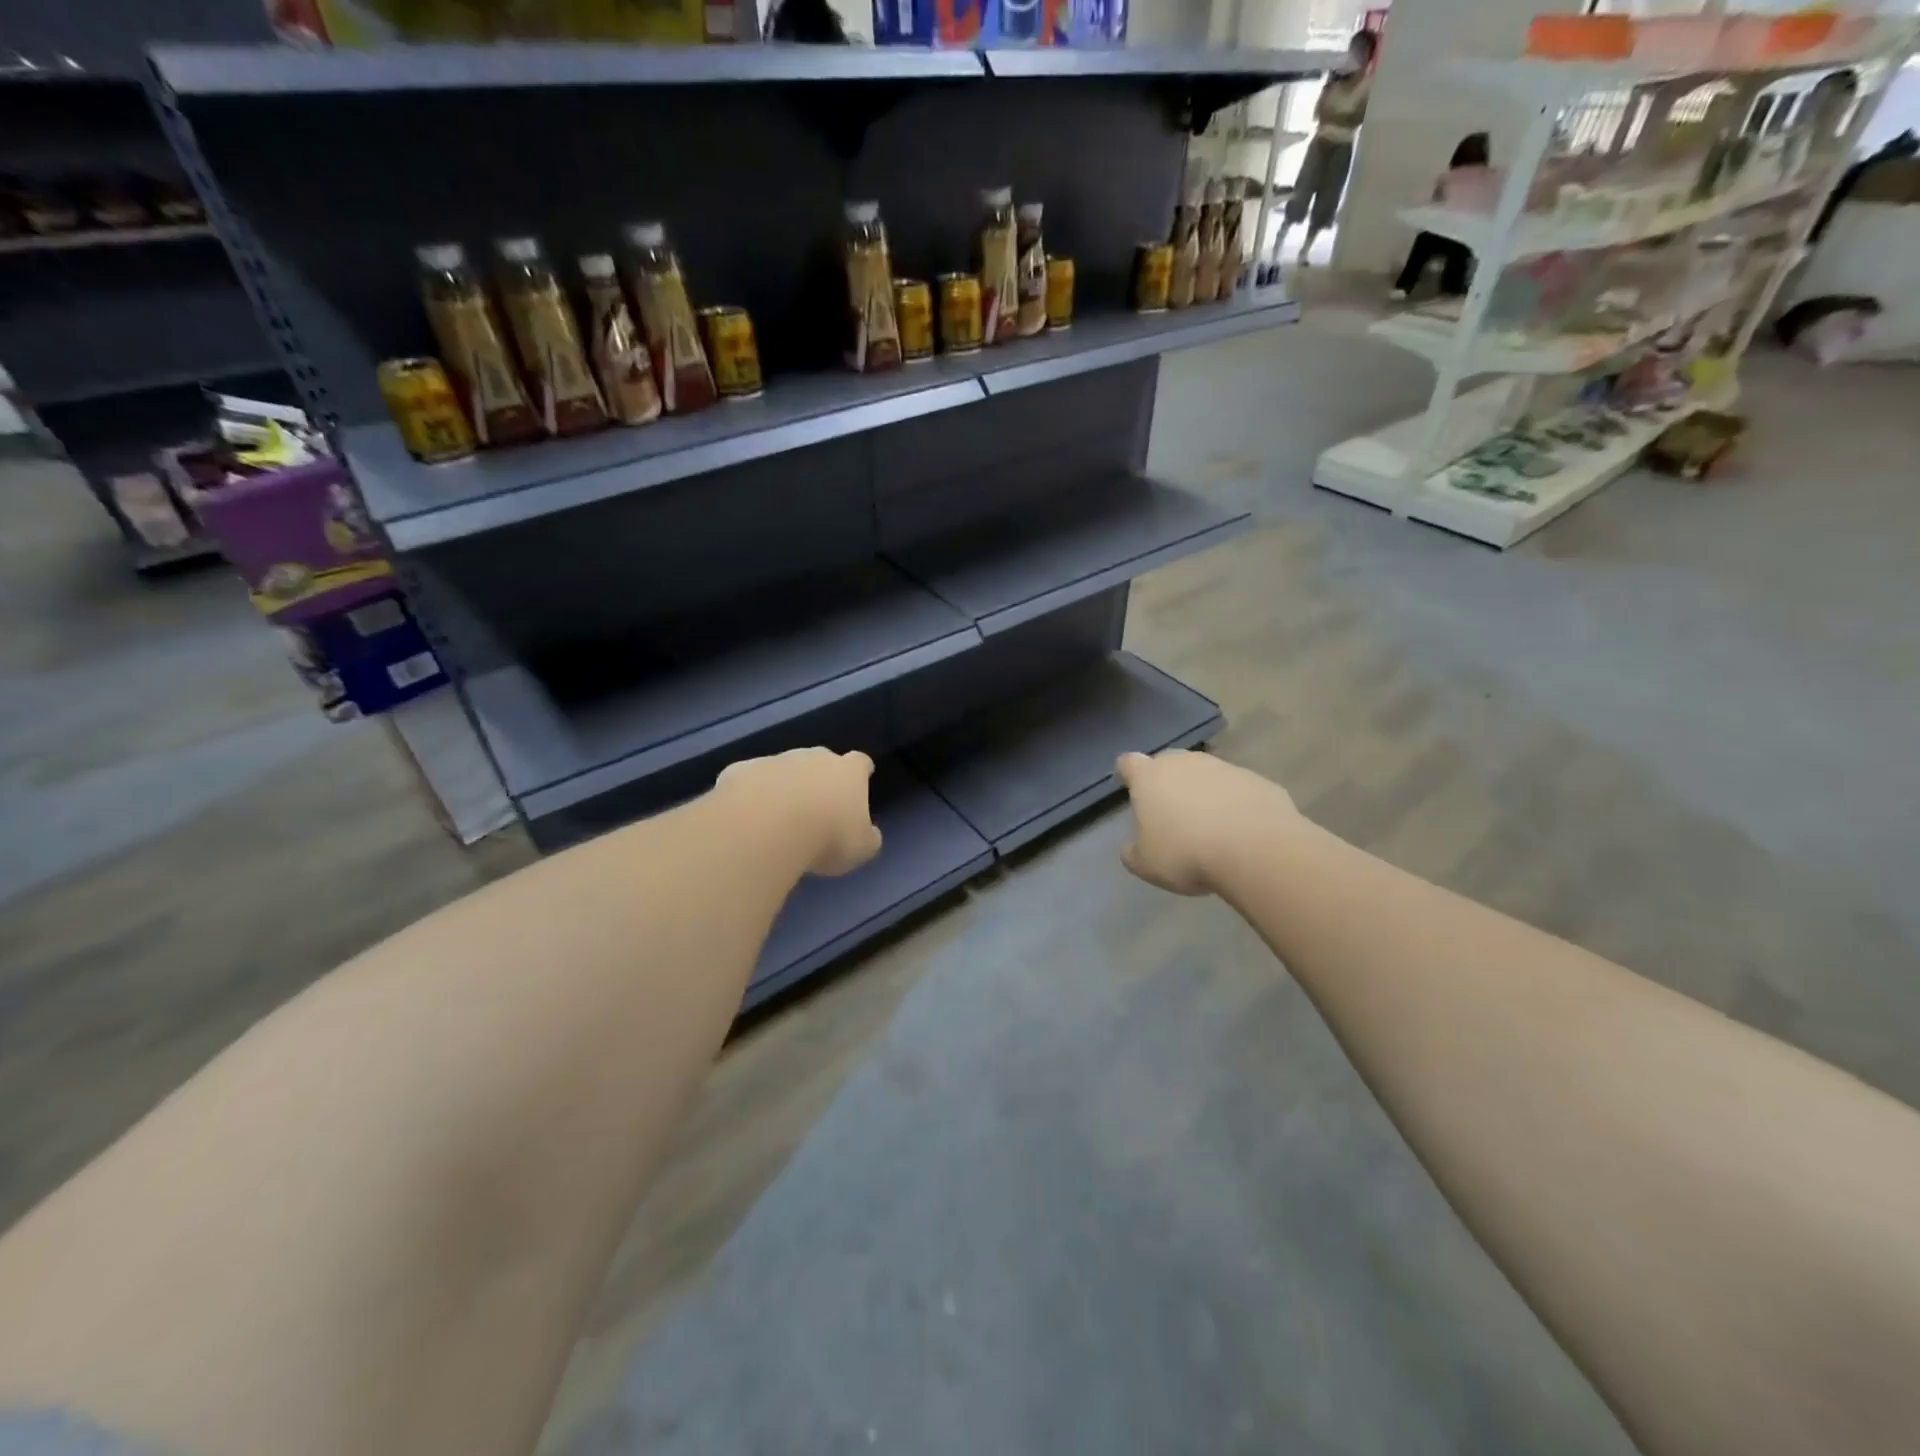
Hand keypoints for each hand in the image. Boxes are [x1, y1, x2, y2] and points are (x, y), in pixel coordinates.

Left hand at [716, 747, 881, 876]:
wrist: (766, 827)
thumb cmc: (826, 836)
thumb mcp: (861, 848)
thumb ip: (867, 838)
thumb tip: (868, 834)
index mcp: (848, 772)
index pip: (860, 762)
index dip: (861, 771)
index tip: (862, 778)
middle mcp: (813, 757)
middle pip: (820, 759)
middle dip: (819, 777)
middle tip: (816, 805)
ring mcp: (774, 760)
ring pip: (782, 768)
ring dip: (783, 786)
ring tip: (777, 817)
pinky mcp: (740, 770)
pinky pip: (749, 780)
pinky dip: (750, 794)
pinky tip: (746, 817)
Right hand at [1115, 749, 1295, 895]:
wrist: (1257, 851)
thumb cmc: (1186, 854)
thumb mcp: (1146, 864)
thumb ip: (1133, 851)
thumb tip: (1133, 846)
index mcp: (1150, 777)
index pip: (1129, 763)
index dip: (1127, 774)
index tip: (1130, 787)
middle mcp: (1186, 762)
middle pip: (1169, 764)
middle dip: (1168, 783)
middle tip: (1171, 813)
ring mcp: (1225, 768)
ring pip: (1207, 775)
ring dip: (1205, 793)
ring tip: (1210, 827)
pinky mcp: (1259, 781)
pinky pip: (1239, 790)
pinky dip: (1236, 804)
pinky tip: (1242, 831)